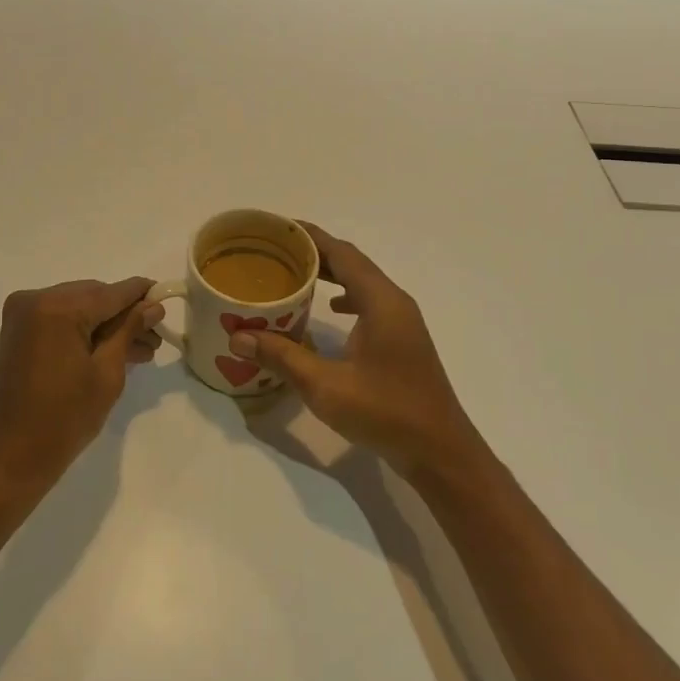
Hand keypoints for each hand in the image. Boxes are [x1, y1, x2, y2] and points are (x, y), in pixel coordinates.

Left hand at [0, 277, 162, 495]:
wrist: (7, 459)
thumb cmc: (63, 420)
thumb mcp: (106, 374)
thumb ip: (129, 331)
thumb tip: (153, 306)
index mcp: (58, 307)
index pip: (111, 292)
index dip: (142, 294)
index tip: (167, 298)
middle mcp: (36, 299)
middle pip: (94, 297)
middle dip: (125, 315)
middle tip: (155, 337)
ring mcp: (24, 315)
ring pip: (79, 309)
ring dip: (107, 326)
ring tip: (142, 351)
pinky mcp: (19, 331)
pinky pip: (61, 321)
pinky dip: (85, 332)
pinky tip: (113, 350)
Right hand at [230, 224, 482, 480]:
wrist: (440, 453)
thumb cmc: (386, 413)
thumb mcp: (326, 387)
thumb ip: (282, 357)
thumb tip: (239, 336)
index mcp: (381, 302)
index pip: (343, 253)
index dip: (311, 237)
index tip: (278, 227)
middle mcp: (395, 302)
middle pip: (353, 263)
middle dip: (316, 252)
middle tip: (277, 251)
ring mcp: (402, 322)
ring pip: (362, 283)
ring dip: (332, 274)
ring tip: (295, 274)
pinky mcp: (402, 340)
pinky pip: (369, 303)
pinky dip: (346, 297)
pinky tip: (328, 310)